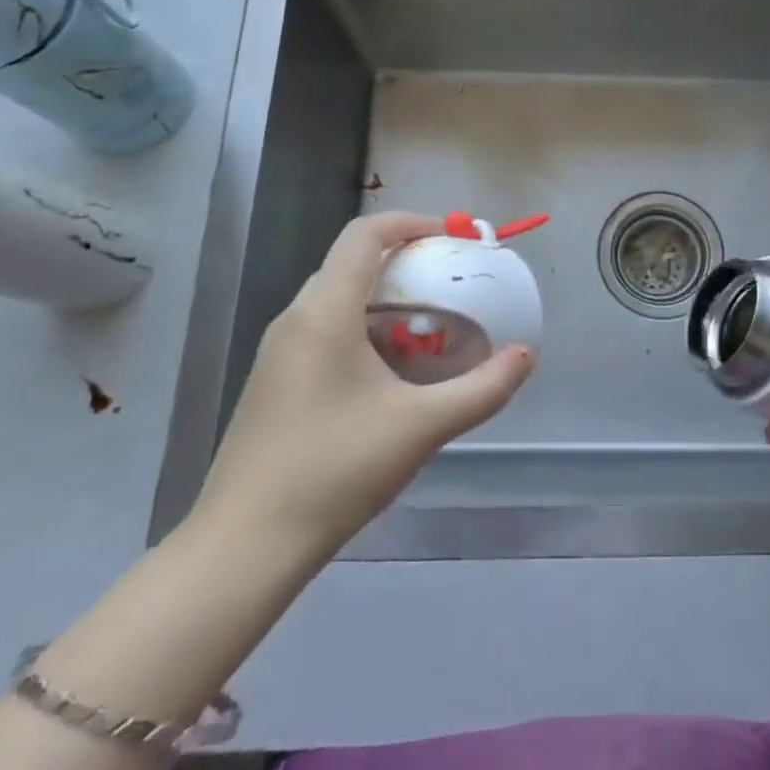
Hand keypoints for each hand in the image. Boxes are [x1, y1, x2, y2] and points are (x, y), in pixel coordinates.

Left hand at [193, 211, 533, 554]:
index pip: (365, 233)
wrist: (244, 546)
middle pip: (353, 261)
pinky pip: (324, 329)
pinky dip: (364, 327)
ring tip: (429, 327)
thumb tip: (525, 356)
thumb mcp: (422, 427)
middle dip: (406, 261)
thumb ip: (483, 388)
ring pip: (338, 298)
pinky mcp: (274, 381)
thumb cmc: (335, 470)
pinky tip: (390, 372)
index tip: (454, 238)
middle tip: (451, 283)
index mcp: (325, 312)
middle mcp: (295, 319)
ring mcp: (278, 352)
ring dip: (386, 297)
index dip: (413, 222)